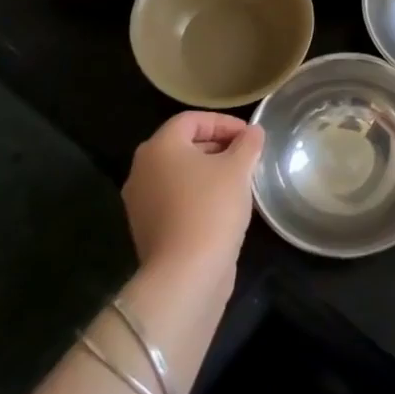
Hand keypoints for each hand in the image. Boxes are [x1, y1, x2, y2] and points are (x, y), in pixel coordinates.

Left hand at [122, 112, 264, 279]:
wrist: (185, 274)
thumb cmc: (211, 208)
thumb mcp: (239, 169)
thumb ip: (248, 144)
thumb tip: (253, 132)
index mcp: (159, 147)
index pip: (192, 120)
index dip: (224, 122)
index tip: (250, 136)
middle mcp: (142, 170)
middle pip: (183, 145)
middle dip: (217, 146)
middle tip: (247, 156)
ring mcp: (141, 201)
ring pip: (179, 174)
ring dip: (209, 171)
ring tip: (239, 181)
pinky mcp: (148, 228)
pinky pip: (175, 198)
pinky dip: (198, 194)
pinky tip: (224, 207)